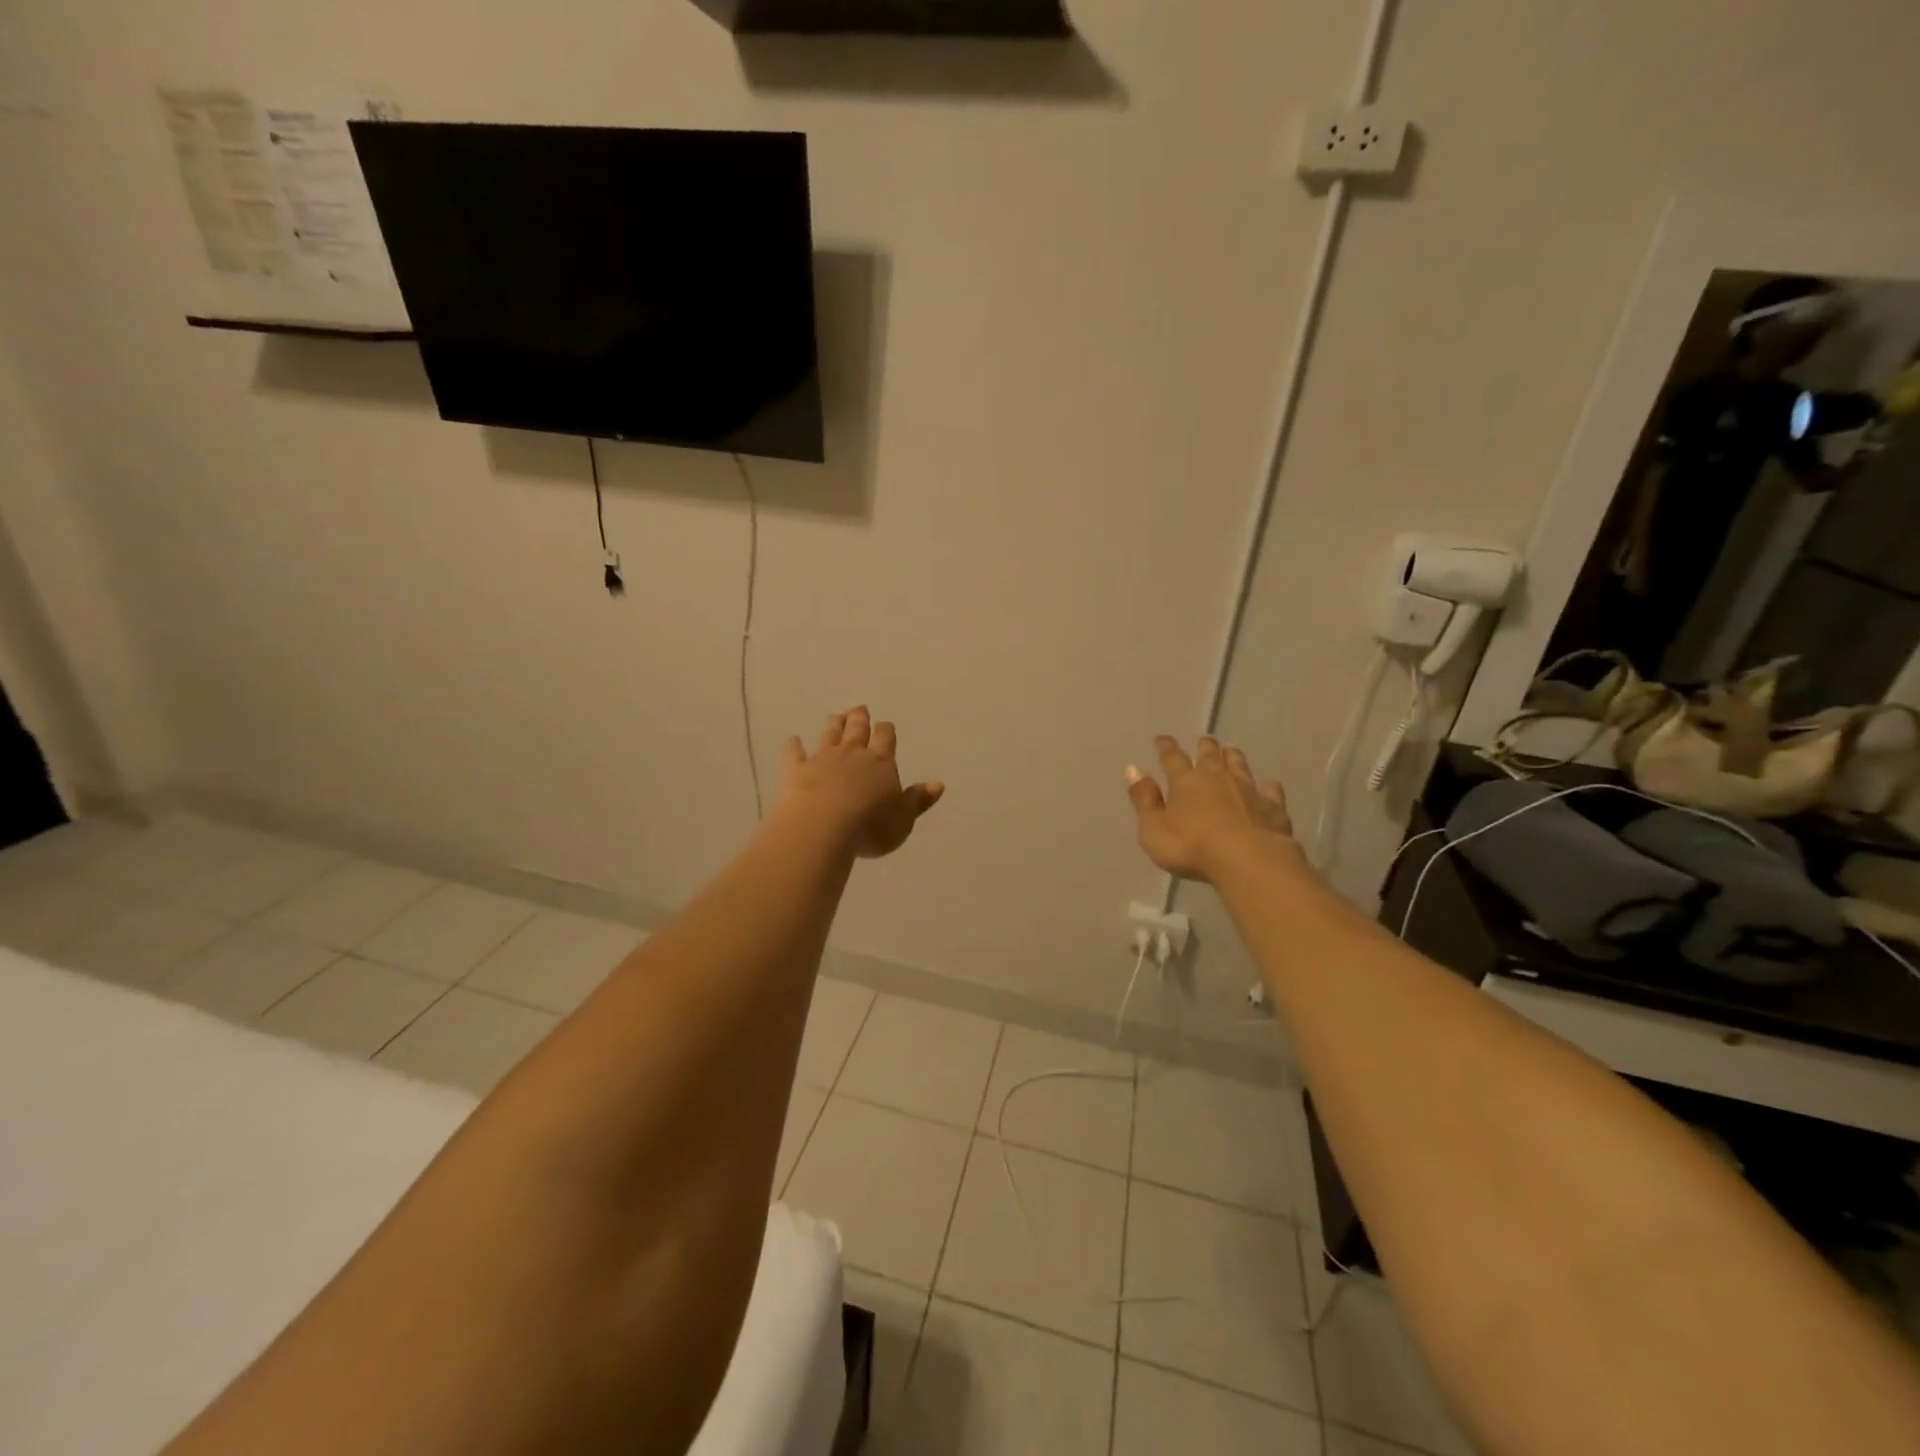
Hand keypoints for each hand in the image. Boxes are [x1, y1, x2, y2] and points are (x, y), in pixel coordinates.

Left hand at [778, 706, 944, 858]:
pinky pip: (794, 753)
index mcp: (881, 762)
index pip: (886, 738)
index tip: (885, 725)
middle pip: (857, 729)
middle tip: (859, 708)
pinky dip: (793, 745)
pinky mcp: (797, 770)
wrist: (824, 826)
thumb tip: (938, 784)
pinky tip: (792, 740)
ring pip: (830, 734)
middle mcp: (853, 754)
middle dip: (860, 718)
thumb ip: (918, 800)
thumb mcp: (903, 819)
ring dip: (834, 724)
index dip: (886, 730)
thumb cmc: (870, 826)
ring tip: (837, 715)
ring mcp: (823, 758)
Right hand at [1125, 736, 1293, 883]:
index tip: (1162, 739)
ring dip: (1233, 757)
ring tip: (1231, 749)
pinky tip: (1269, 785)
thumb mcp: (1153, 829)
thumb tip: (1133, 769)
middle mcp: (1216, 778)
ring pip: (1239, 766)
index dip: (1166, 747)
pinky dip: (1268, 786)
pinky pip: (1270, 791)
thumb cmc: (1192, 847)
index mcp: (1185, 782)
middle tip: (1204, 739)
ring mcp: (1247, 790)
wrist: (1248, 860)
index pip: (1172, 758)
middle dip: (1205, 746)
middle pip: (1209, 756)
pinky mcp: (1272, 807)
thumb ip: (1143, 799)